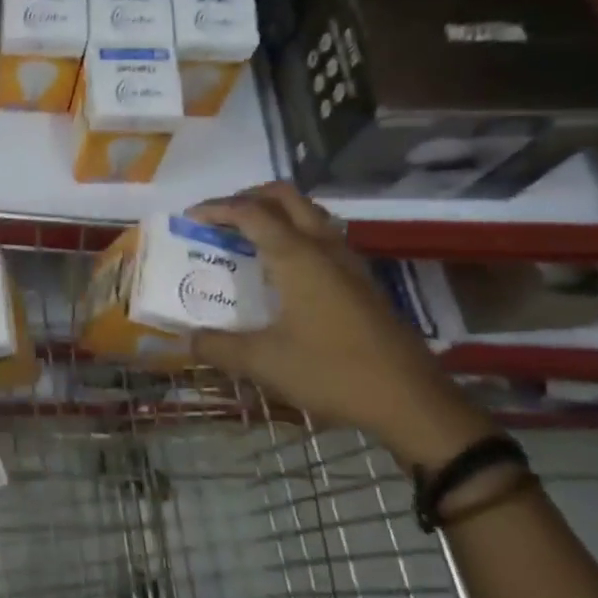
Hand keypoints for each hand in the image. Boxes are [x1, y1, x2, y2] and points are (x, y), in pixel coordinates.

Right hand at [188, 183, 495, 469]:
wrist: (411, 400)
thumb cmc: (332, 372)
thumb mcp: (263, 362)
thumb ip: (218, 347)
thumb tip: (186, 340)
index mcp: (296, 256)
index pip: (250, 212)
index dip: (216, 209)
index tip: (190, 217)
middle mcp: (323, 247)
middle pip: (285, 197)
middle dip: (248, 197)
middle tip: (221, 218)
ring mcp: (349, 262)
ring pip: (309, 213)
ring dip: (276, 212)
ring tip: (248, 236)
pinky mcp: (363, 280)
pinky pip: (323, 236)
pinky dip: (296, 233)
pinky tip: (285, 268)